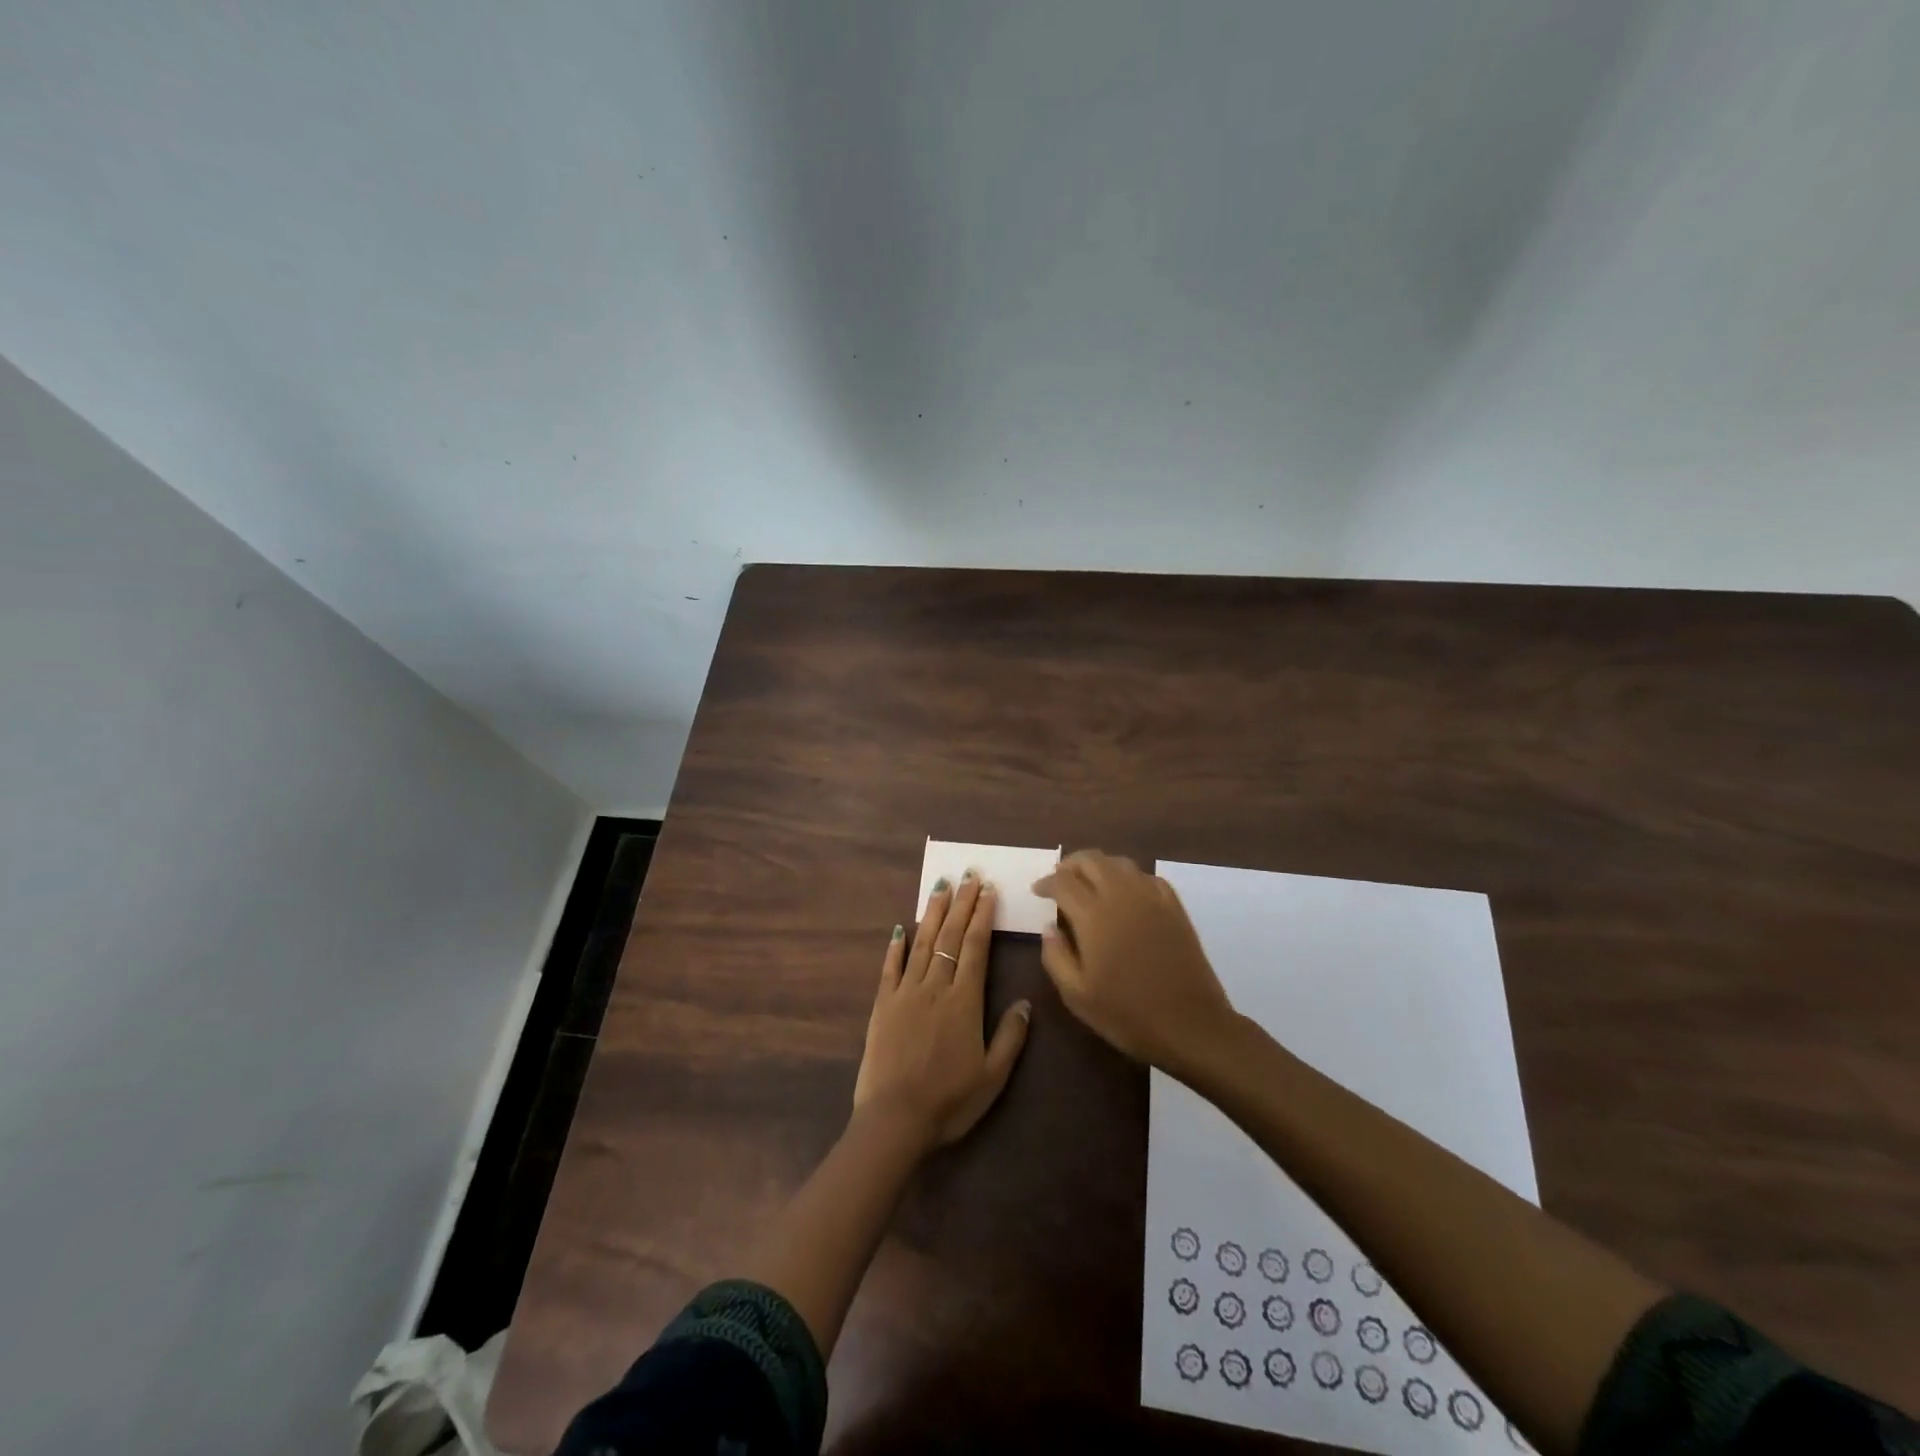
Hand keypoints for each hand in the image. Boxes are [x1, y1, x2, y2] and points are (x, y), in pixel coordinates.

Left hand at [852, 872, 1032, 1151]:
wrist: (895, 1119)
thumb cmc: (950, 1101)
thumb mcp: (993, 1076)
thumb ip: (1011, 1037)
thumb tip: (1026, 1002)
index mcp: (964, 1001)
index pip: (975, 948)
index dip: (982, 917)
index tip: (988, 891)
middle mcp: (935, 987)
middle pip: (950, 937)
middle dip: (961, 904)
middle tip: (969, 875)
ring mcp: (906, 993)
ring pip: (922, 943)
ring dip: (933, 913)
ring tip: (941, 887)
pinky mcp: (883, 1005)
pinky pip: (890, 968)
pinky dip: (896, 946)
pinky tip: (901, 928)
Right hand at [1031, 850, 1235, 1073]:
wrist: (1190, 1025)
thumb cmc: (1127, 1014)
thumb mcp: (1076, 995)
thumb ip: (1055, 956)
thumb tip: (1049, 927)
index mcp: (1094, 915)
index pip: (1063, 882)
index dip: (1046, 882)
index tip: (1037, 891)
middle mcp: (1122, 896)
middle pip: (1091, 860)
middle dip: (1070, 865)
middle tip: (1059, 879)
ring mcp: (1152, 898)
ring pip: (1120, 863)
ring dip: (1099, 866)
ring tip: (1089, 883)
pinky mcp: (1175, 908)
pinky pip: (1147, 877)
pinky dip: (1128, 877)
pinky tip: (1125, 893)